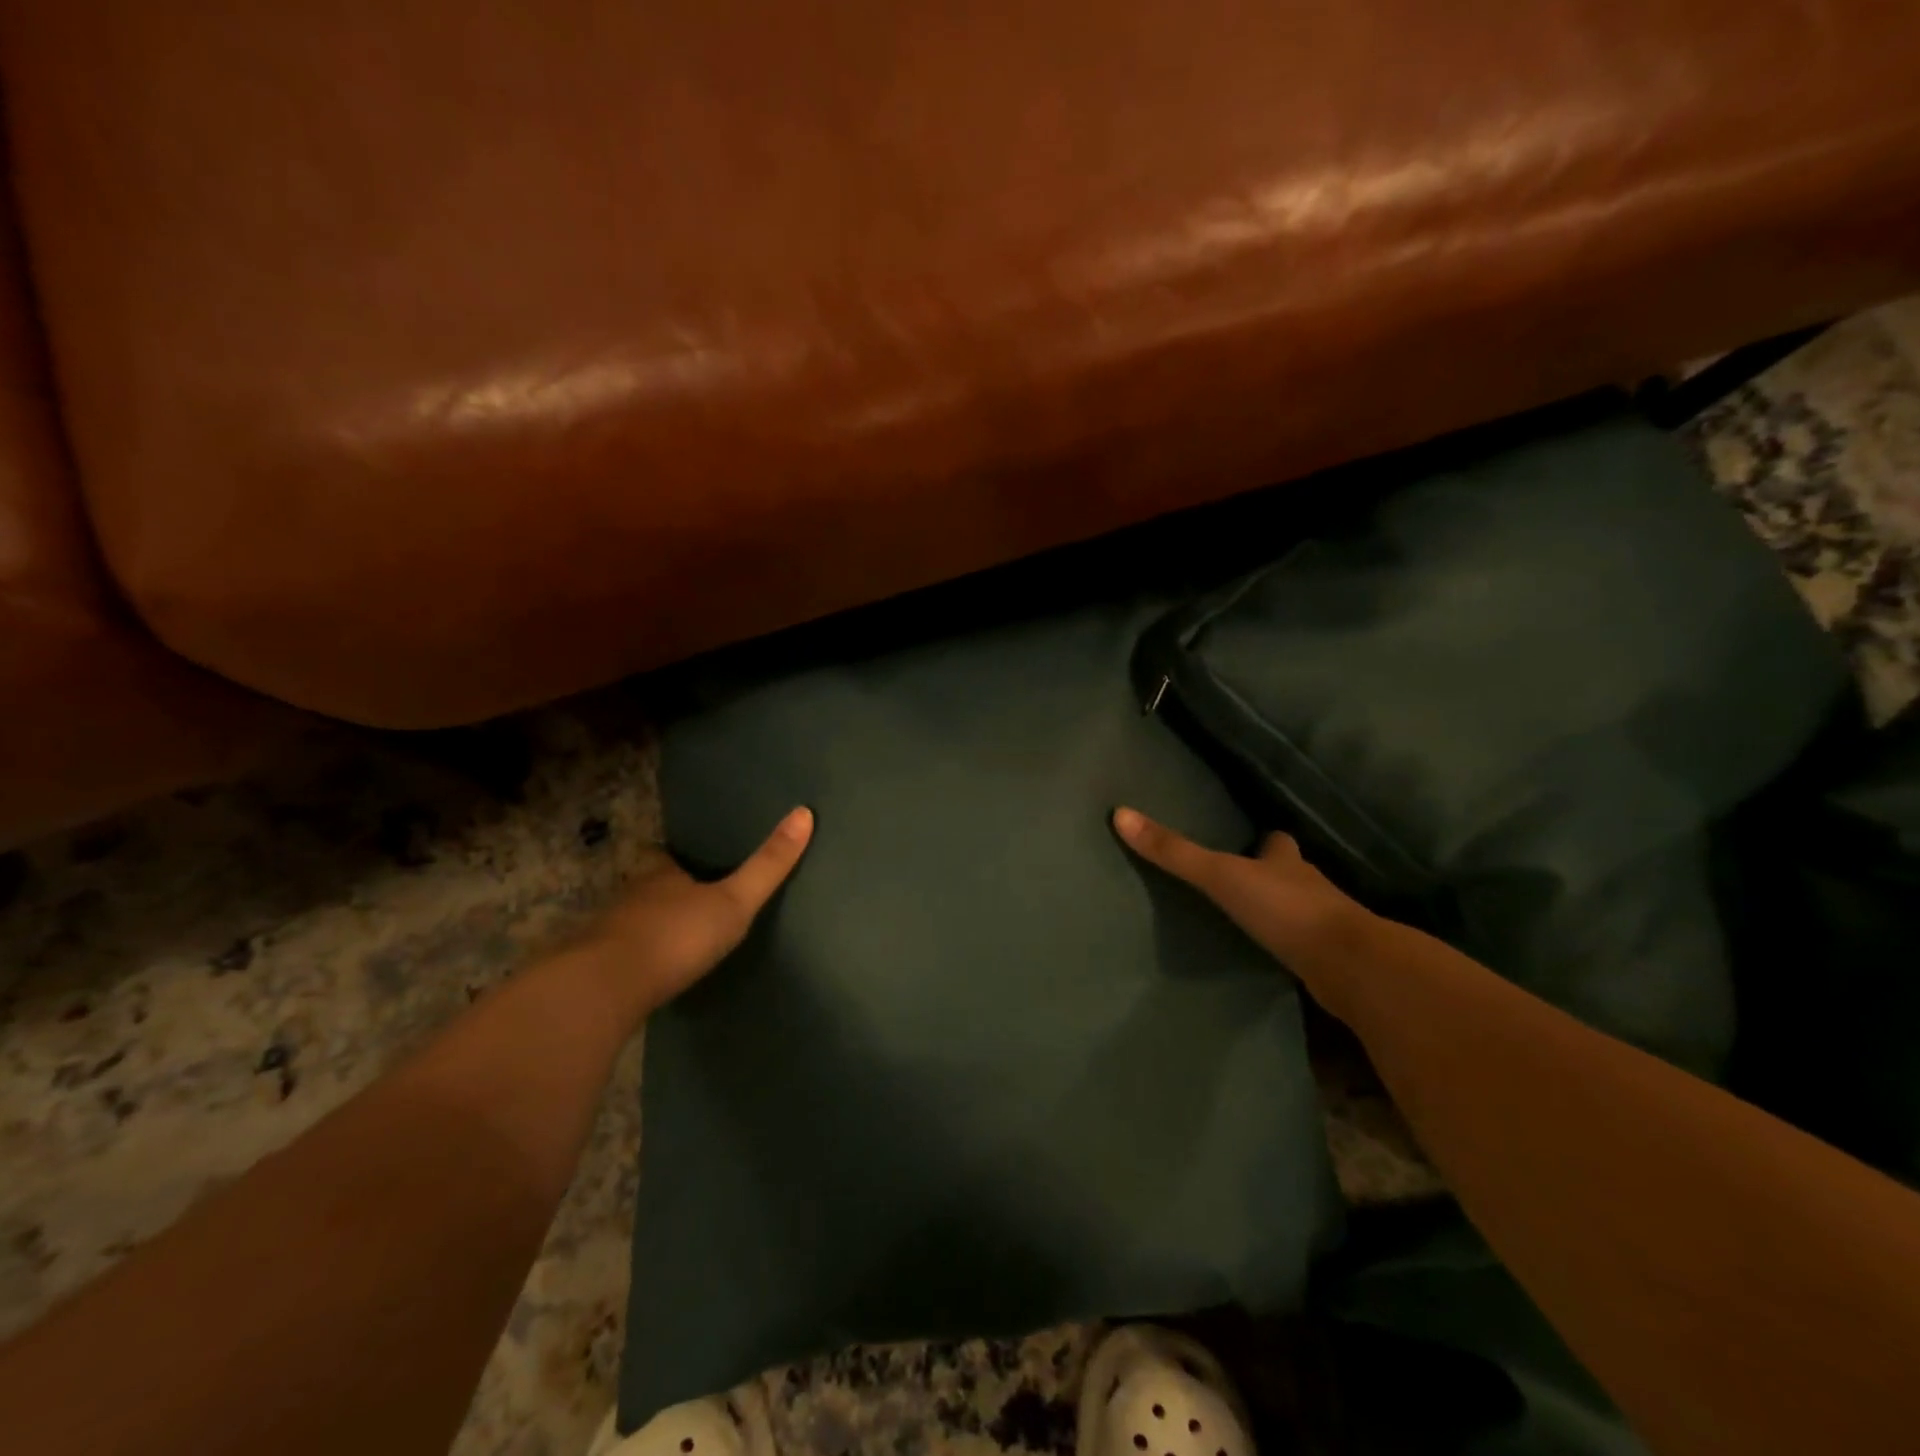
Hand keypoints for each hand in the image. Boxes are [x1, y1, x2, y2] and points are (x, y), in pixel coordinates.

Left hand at [582, 806, 814, 1018]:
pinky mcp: (598, 970)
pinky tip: (654, 971)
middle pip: (650, 887)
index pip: (666, 855)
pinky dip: (638, 957)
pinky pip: (623, 955)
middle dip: (668, 891)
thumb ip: (767, 865)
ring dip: (652, 925)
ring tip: (678, 935)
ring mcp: (608, 933)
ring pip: (634, 920)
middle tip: (694, 897)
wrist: (606, 989)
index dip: (680, 856)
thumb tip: (804, 813)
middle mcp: (631, 896)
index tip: (697, 858)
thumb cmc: (675, 935)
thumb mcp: (734, 901)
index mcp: (660, 874)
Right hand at [1112, 806, 1372, 984]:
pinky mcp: (1328, 957)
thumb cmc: (1285, 909)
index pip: (1276, 842)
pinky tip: (1269, 954)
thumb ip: (1174, 852)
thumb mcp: (1221, 876)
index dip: (1264, 840)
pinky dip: (1288, 944)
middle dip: (1270, 874)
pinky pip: (1303, 943)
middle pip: (1289, 872)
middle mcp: (1309, 885)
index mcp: (1286, 861)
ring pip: (1298, 907)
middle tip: (1239, 880)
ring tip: (1249, 918)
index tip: (1248, 840)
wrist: (1349, 966)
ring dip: (1279, 909)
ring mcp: (1323, 922)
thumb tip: (1121, 814)